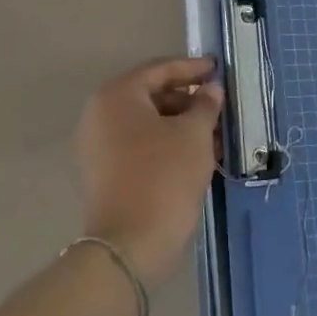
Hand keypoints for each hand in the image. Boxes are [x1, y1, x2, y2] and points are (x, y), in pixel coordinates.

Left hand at [74, 57, 222, 286]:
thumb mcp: (194, 134)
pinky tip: (196, 155)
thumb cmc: (163, 177)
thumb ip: (205, 105)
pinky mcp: (103, 174)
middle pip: (152, 95)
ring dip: (180, 125)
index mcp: (117, 95)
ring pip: (148, 124)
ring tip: (215, 135)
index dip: (193, 68)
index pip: (160, 69)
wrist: (129, 247)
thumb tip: (210, 90)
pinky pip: (139, 146)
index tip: (218, 69)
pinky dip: (166, 145)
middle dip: (188, 100)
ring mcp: (98, 146)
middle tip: (219, 106)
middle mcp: (100, 114)